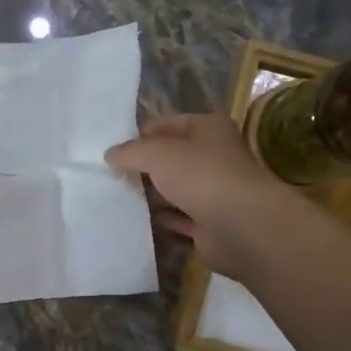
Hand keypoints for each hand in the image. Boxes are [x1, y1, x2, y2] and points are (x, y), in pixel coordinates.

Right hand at [106, 113, 297, 277]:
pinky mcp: (211, 223)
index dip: (142, 134)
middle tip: (112, 175)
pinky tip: (138, 220)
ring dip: (153, 194)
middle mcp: (215, 157)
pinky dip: (162, 219)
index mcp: (209, 129)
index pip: (170, 124)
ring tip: (118, 197)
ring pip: (176, 189)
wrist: (240, 225)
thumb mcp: (157, 153)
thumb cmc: (201, 176)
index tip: (115, 149)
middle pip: (173, 158)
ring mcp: (215, 192)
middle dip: (145, 166)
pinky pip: (180, 218)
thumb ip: (130, 152)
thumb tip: (110, 155)